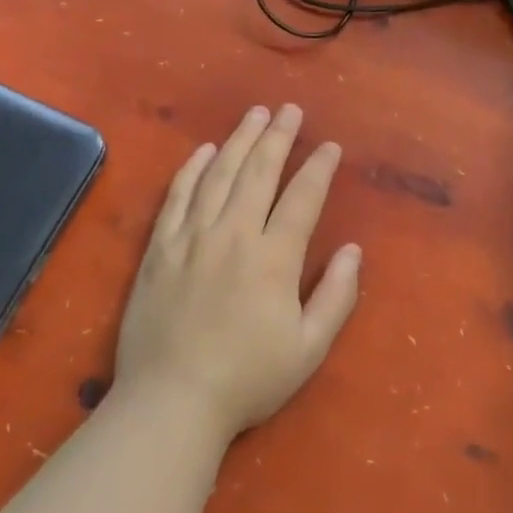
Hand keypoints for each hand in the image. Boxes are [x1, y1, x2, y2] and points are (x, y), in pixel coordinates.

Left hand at [112, 104, 360, 440]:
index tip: (330, 147)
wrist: (170, 403)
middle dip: (278, 137)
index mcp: (273, 257)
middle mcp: (234, 234)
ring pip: (219, 174)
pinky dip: (192, 168)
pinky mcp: (160, 248)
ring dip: (239, 140)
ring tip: (255, 115)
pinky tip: (204, 150)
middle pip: (259, 172)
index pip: (302, 198)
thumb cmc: (247, 379)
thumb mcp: (309, 349)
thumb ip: (337, 296)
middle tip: (290, 110)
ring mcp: (192, 237)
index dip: (319, 168)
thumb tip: (353, 249)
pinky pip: (177, 196)